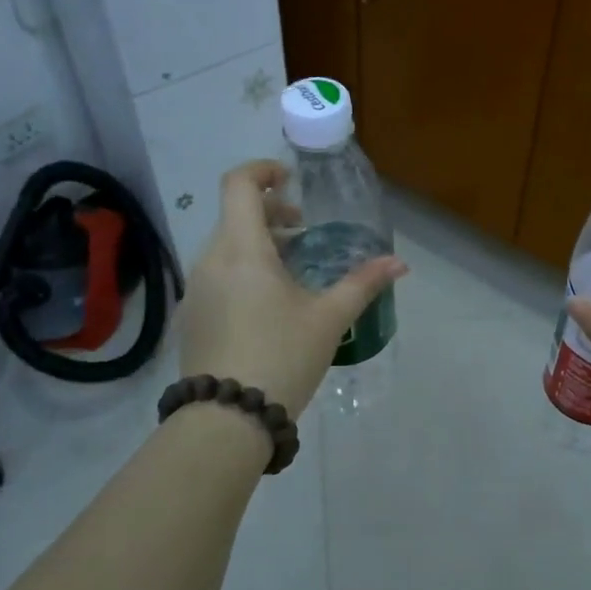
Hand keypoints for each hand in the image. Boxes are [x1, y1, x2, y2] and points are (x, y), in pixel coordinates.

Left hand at [179, 161, 405, 417]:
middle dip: (271, 215)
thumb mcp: (328, 319)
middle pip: (235, 216)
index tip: (291, 181)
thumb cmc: (282, 357)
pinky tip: (267, 307)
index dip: (263, 170)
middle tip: (305, 234)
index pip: (239, 184)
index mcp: (242, 250)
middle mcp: (210, 260)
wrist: (227, 419)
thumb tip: (399, 263)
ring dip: (258, 246)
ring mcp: (195, 290)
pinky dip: (242, 272)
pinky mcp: (191, 317)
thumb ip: (363, 284)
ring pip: (225, 248)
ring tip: (292, 274)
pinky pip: (217, 276)